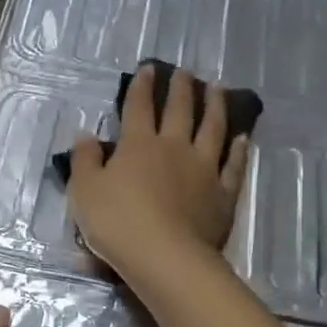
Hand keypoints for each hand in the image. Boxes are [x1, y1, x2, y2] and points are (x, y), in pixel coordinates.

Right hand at [67, 64, 249, 286]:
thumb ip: (84, 160)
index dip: (141, 86)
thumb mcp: (85, 191)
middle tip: (185, 73)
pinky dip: (238, 149)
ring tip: (218, 89)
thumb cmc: (117, 223)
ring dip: (215, 106)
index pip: (138, 107)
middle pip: (179, 110)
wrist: (165, 257)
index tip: (148, 69)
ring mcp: (204, 169)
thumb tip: (85, 135)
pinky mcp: (223, 193)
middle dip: (181, 88)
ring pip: (212, 129)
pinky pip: (234, 164)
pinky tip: (242, 137)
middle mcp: (174, 147)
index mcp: (138, 145)